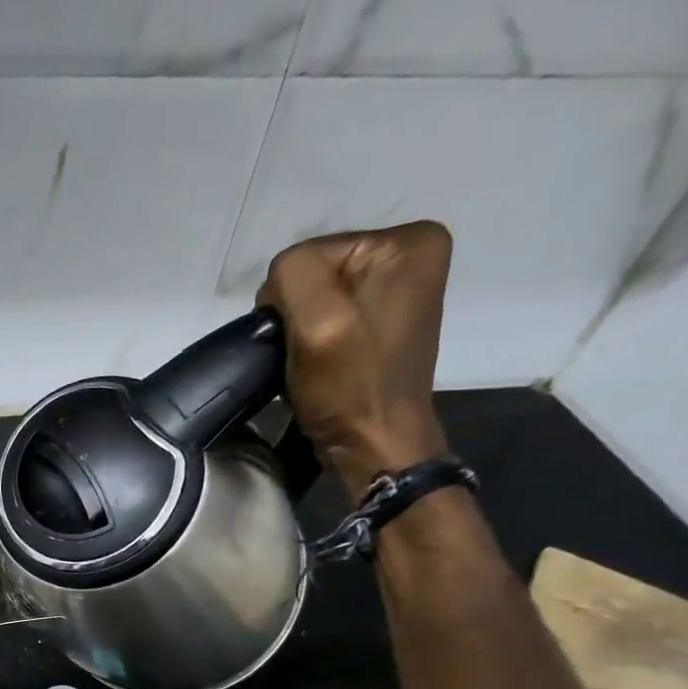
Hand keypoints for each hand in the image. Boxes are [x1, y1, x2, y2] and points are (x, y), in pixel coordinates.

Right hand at [259, 221, 454, 498]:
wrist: (373, 446)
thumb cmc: (350, 387)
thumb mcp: (318, 322)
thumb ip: (293, 275)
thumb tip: (276, 285)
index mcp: (408, 242)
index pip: (310, 253)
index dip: (290, 299)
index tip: (303, 340)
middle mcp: (411, 254)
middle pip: (315, 271)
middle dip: (297, 313)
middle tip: (305, 354)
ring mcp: (397, 289)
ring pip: (315, 295)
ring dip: (302, 329)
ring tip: (310, 361)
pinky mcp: (381, 320)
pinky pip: (327, 314)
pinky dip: (313, 339)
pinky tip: (319, 362)